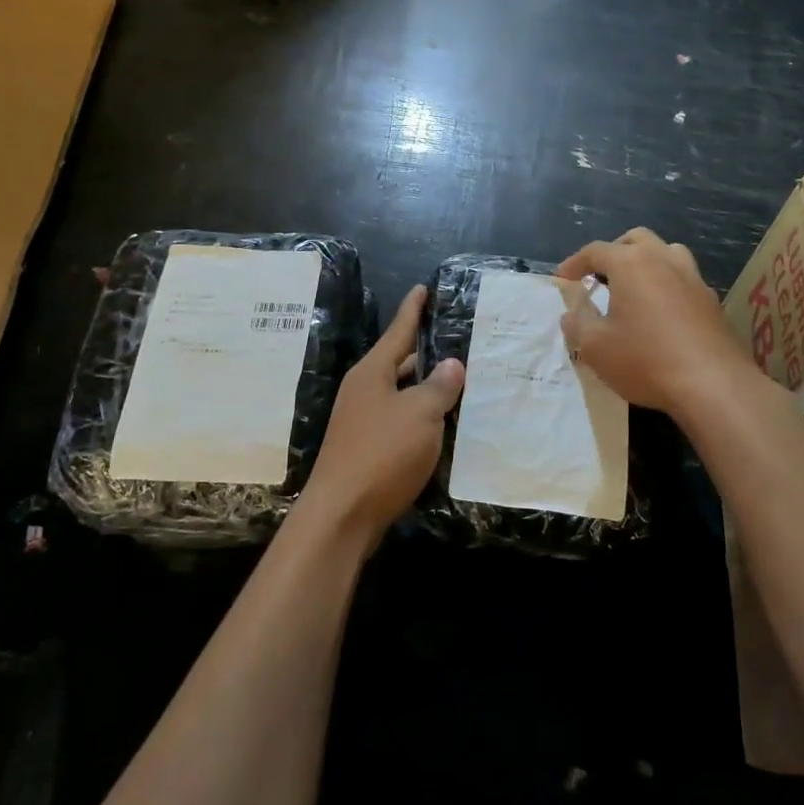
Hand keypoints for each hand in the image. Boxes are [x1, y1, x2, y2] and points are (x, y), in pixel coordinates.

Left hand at [297, 285, 463, 547]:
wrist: (342, 516)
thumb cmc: (382, 454)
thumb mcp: (420, 414)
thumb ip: (439, 386)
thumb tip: (451, 364)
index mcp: (373, 372)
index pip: (398, 331)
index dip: (414, 309)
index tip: (424, 288)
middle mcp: (364, 391)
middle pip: (400, 362)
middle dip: (427, 352)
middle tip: (460, 340)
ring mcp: (363, 421)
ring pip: (402, 394)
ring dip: (428, 388)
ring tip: (461, 380)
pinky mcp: (368, 449)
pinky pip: (401, 421)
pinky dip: (422, 417)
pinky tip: (443, 424)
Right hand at [558, 228, 754, 420]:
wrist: (714, 385)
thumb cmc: (646, 360)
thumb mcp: (595, 347)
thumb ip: (577, 323)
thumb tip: (571, 311)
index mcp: (631, 263)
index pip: (595, 251)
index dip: (574, 263)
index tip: (561, 280)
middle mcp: (664, 260)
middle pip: (635, 240)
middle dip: (613, 252)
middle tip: (598, 277)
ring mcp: (692, 277)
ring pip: (666, 252)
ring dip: (645, 261)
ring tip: (632, 287)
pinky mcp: (711, 300)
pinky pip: (683, 278)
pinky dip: (666, 283)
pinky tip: (660, 311)